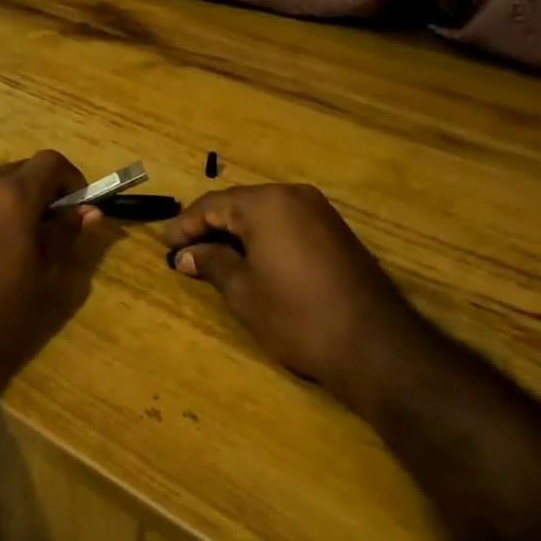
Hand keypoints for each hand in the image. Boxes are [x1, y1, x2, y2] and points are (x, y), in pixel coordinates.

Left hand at [0, 151, 112, 392]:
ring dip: (14, 204)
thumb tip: (88, 210)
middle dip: (43, 192)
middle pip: (22, 171)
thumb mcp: (42, 275)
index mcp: (12, 195)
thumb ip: (64, 234)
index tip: (78, 209)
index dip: (71, 179)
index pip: (51, 162)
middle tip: (52, 230)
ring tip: (20, 246)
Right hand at [164, 184, 417, 403]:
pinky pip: (287, 222)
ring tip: (212, 256)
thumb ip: (212, 264)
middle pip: (239, 204)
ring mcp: (319, 211)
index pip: (212, 205)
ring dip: (237, 231)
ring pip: (264, 212)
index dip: (185, 225)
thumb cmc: (297, 316)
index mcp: (266, 204)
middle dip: (210, 226)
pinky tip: (251, 258)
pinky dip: (263, 236)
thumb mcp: (244, 292)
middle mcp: (293, 196)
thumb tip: (185, 255)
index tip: (166, 245)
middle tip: (185, 250)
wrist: (374, 345)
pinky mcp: (335, 231)